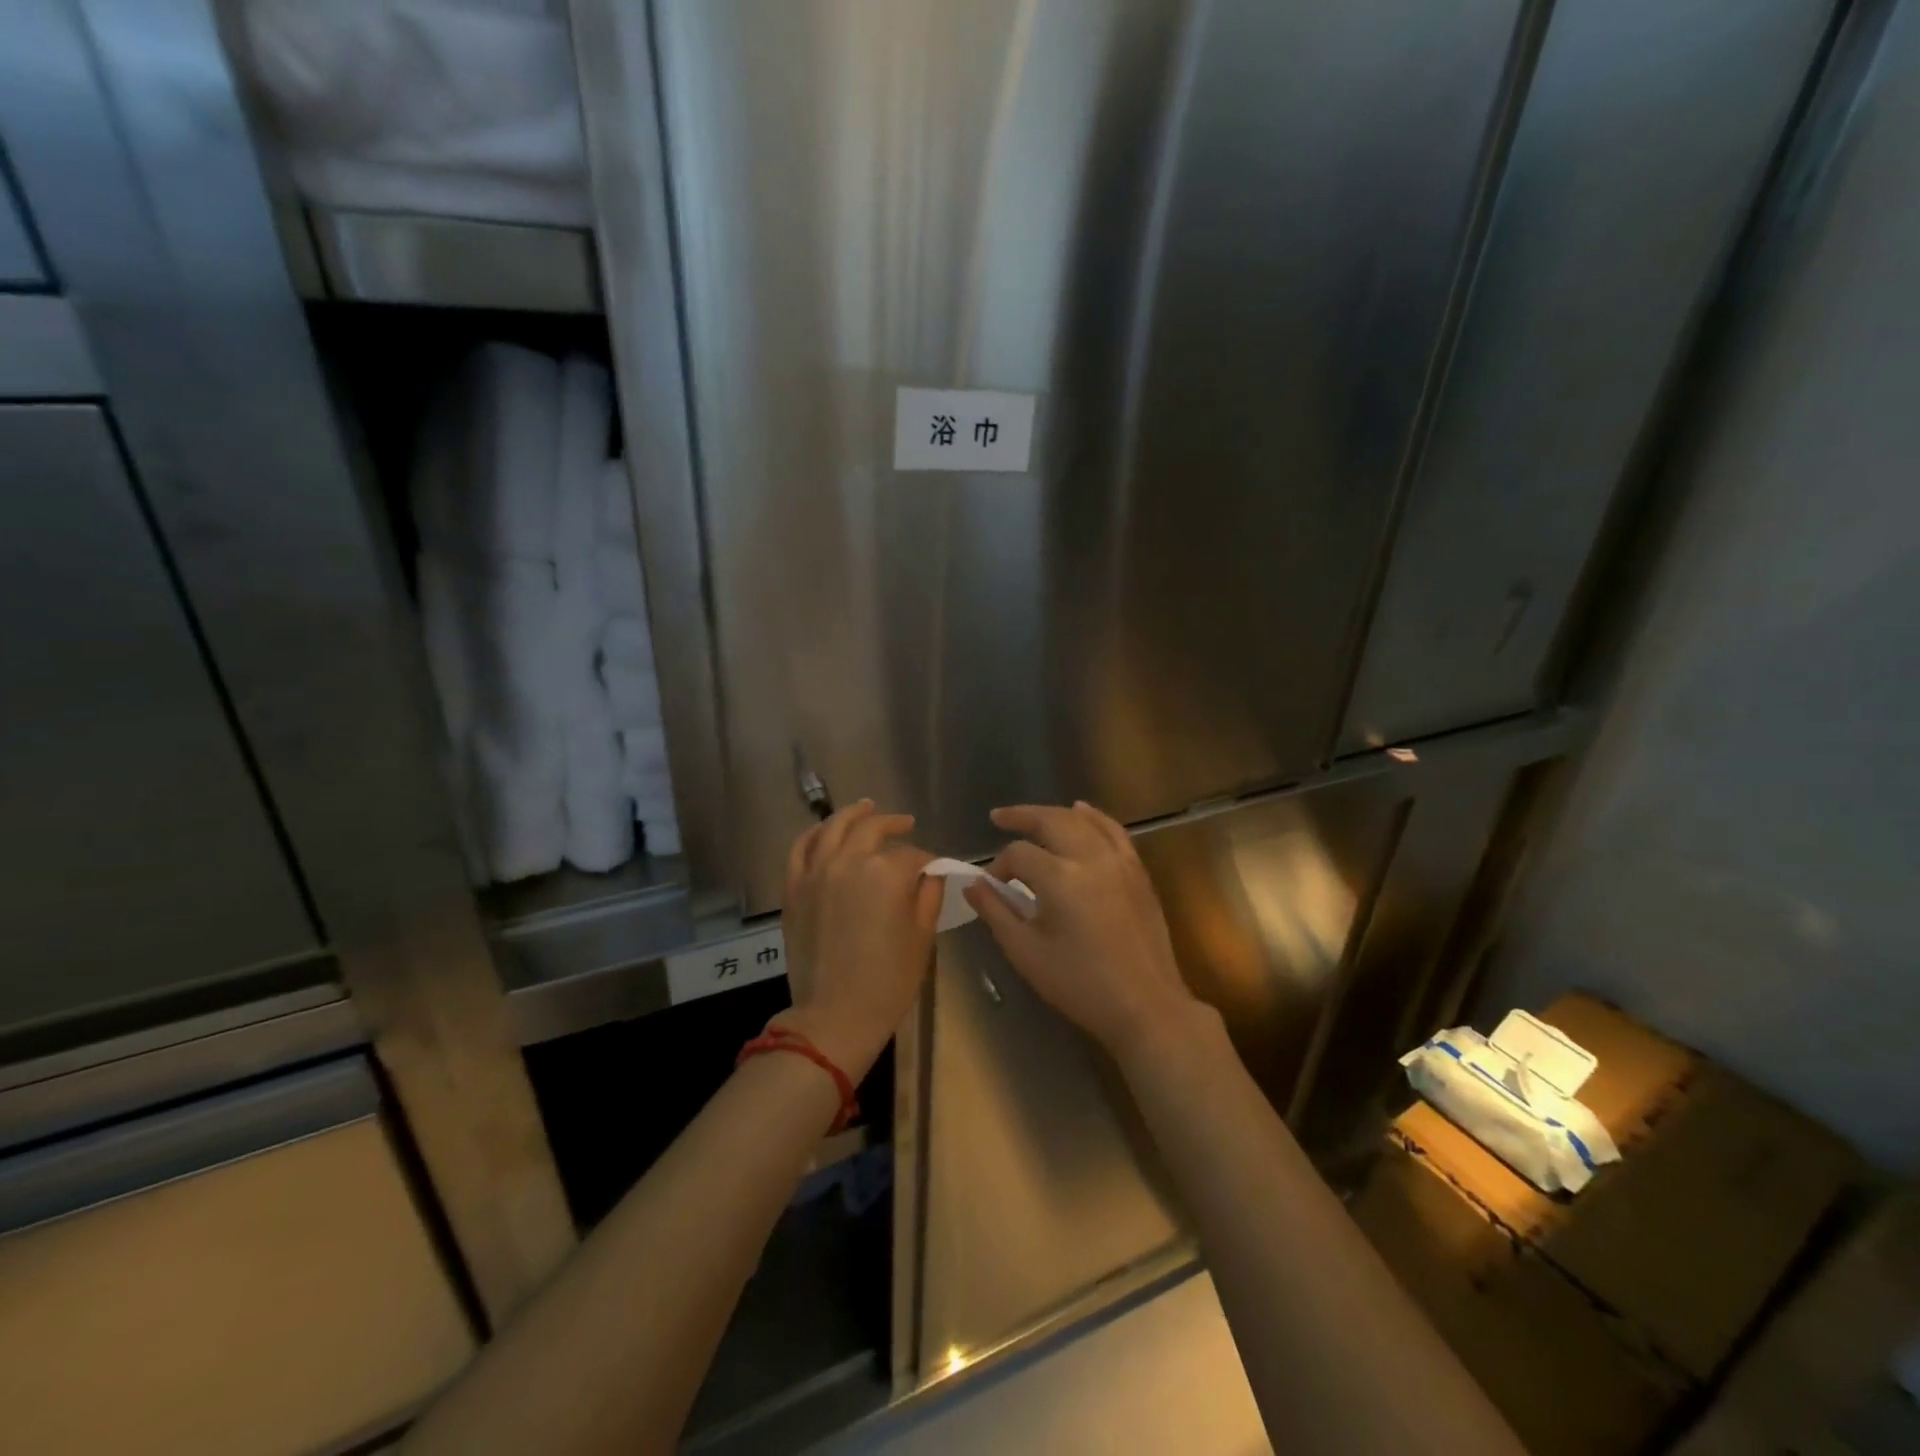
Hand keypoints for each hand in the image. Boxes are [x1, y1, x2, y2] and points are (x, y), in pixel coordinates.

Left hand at [777, 800, 941, 1080]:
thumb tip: (929, 873)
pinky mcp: (794, 888)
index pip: (912, 855)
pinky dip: (814, 833)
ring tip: (866, 807)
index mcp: (886, 873)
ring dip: (854, 814)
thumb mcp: (922, 937)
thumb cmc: (888, 981)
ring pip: (834, 827)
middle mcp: (849, 861)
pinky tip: (825, 830)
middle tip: (906, 824)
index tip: (933, 869)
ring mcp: (816, 872)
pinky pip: (801, 848)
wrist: (835, 1015)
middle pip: (873, 829)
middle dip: (893, 824)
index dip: (927, 861)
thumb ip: (928, 895)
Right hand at [964, 801, 1202, 1064]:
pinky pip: (1114, 831)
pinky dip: (1094, 817)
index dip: (999, 866)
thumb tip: (973, 885)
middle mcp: (1090, 858)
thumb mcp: (1027, 952)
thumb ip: (996, 913)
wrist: (1145, 1005)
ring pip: (1082, 821)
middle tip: (999, 817)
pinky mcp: (1137, 871)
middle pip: (1051, 821)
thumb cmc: (1080, 984)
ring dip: (1054, 813)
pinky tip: (1081, 811)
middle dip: (1021, 817)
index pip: (1018, 855)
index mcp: (1060, 878)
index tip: (992, 887)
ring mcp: (1119, 861)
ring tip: (1032, 816)